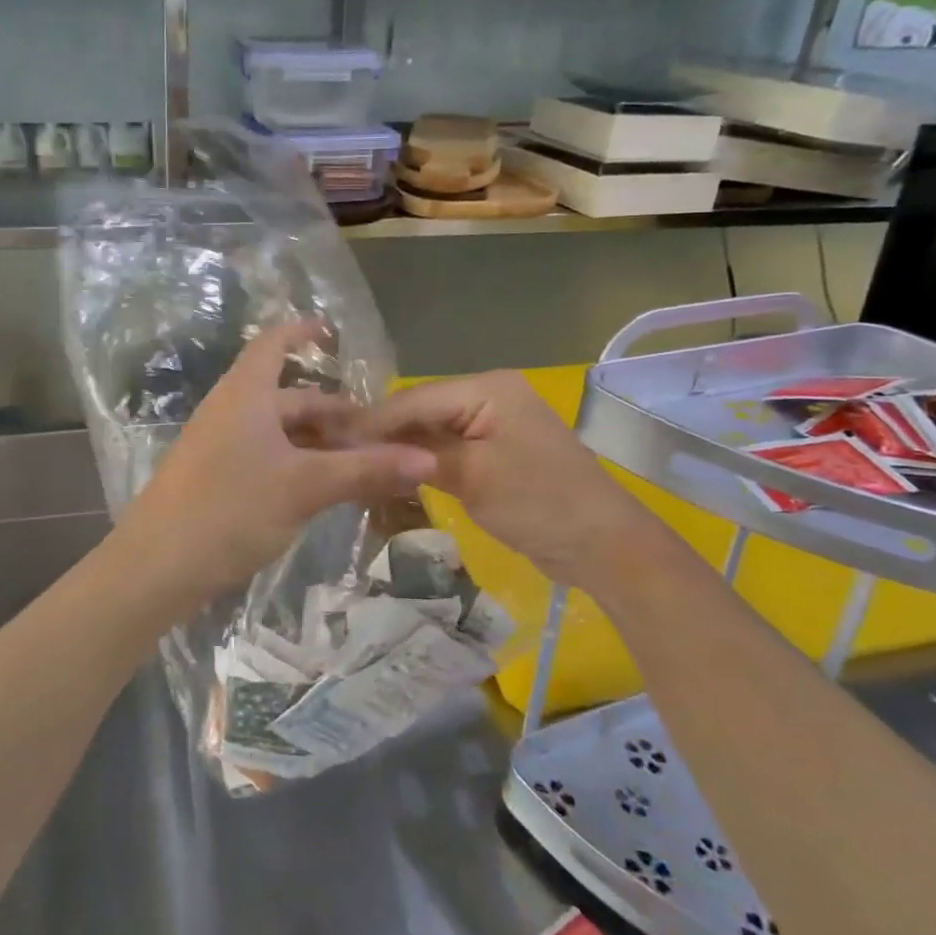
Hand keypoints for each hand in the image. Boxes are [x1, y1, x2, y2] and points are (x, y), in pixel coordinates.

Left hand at [108, 321, 436, 622]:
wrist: (154, 568)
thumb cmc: (229, 509)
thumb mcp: (304, 487)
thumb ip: (365, 470)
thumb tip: (427, 459)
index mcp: (246, 394)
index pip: (275, 342)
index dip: (304, 332)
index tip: (336, 334)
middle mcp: (232, 410)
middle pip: (289, 396)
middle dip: (333, 411)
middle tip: (377, 435)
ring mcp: (220, 445)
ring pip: (280, 431)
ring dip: (319, 442)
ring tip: (360, 464)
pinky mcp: (216, 478)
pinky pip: (267, 456)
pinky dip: (298, 463)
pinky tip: (322, 489)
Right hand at [361, 371, 656, 581]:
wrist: (604, 546)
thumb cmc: (540, 503)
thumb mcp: (473, 476)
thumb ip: (419, 454)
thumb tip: (364, 444)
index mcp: (488, 388)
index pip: (415, 398)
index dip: (373, 423)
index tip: (331, 443)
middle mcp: (490, 396)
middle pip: (423, 411)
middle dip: (385, 436)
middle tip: (341, 459)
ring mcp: (495, 424)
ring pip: (433, 432)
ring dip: (403, 451)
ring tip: (359, 469)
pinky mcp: (497, 452)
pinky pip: (451, 450)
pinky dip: (425, 464)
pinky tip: (396, 477)